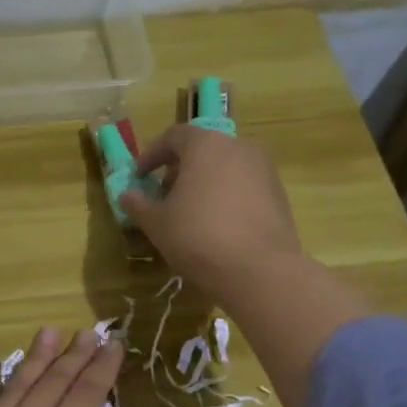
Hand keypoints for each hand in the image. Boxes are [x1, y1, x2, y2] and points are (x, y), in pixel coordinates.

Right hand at [120, 125, 302, 301]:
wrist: (259, 270)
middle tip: (164, 197)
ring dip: (204, 184)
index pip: (173, 137)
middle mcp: (238, 146)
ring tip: (190, 214)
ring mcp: (264, 169)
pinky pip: (244, 187)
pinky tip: (218, 226)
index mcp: (205, 144)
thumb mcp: (157, 223)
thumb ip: (138, 204)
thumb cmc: (198, 237)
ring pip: (225, 168)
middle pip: (202, 150)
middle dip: (180, 170)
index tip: (140, 177)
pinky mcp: (279, 194)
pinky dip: (227, 197)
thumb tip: (126, 195)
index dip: (152, 155)